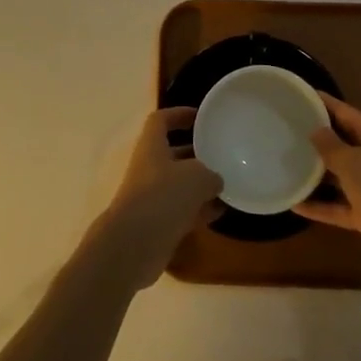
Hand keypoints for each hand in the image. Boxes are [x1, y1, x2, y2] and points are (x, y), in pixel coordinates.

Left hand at [90, 107, 221, 289]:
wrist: (133, 246)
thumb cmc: (163, 196)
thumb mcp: (196, 177)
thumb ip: (210, 174)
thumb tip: (215, 181)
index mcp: (152, 146)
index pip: (161, 119)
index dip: (179, 114)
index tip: (200, 116)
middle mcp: (148, 168)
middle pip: (172, 153)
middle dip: (196, 152)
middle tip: (220, 152)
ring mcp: (151, 197)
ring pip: (178, 184)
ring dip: (200, 184)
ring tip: (227, 184)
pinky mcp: (156, 223)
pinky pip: (181, 210)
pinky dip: (199, 210)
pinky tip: (220, 212)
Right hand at [295, 95, 360, 281]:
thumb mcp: (354, 163)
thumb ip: (331, 146)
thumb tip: (315, 130)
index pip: (343, 111)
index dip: (321, 102)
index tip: (296, 95)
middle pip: (340, 142)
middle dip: (314, 137)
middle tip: (282, 130)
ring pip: (338, 175)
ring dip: (315, 173)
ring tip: (282, 164)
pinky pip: (338, 205)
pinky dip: (319, 206)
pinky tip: (294, 204)